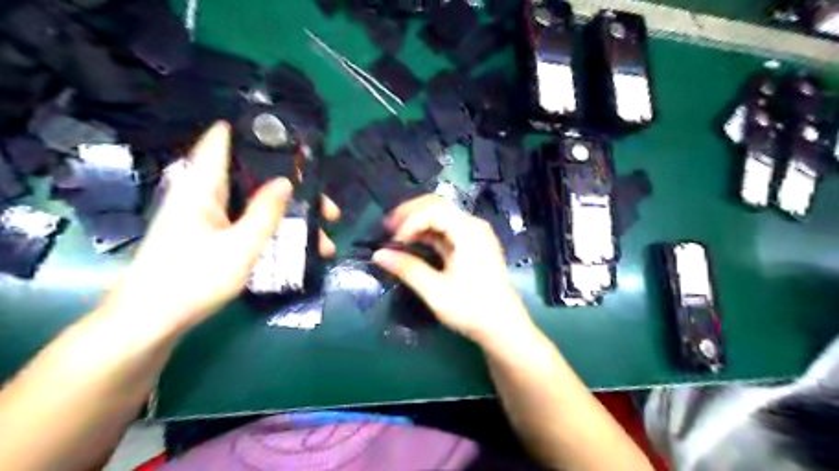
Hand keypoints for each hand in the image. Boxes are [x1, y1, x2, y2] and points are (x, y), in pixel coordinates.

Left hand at [104, 122, 337, 334]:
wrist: (152, 321)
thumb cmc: (193, 278)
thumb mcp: (240, 246)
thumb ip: (265, 212)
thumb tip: (286, 181)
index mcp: (203, 187)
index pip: (222, 141)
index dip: (253, 132)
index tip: (290, 138)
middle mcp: (204, 195)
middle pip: (253, 178)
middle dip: (292, 188)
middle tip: (326, 206)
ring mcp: (208, 217)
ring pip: (256, 204)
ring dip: (289, 216)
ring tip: (323, 238)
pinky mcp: (212, 236)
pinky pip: (249, 222)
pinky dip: (274, 229)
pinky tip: (298, 247)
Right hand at [372, 193, 529, 345]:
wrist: (502, 325)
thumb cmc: (471, 308)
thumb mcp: (435, 291)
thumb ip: (407, 268)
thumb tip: (378, 254)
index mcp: (468, 231)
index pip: (432, 210)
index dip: (409, 221)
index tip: (393, 242)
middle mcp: (472, 225)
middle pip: (437, 205)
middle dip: (410, 213)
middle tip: (387, 227)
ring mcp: (474, 233)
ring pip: (440, 215)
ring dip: (417, 221)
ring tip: (395, 233)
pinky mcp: (472, 243)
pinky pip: (446, 228)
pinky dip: (427, 231)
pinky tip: (412, 241)